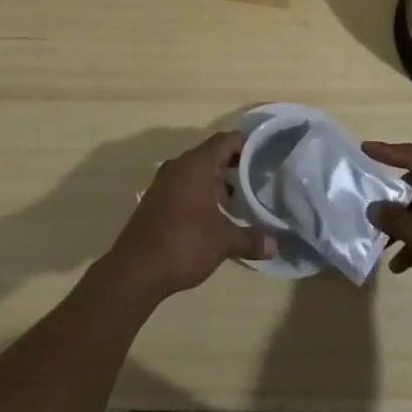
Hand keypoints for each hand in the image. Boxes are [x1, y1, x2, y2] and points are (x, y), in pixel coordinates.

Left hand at [101, 131, 273, 301]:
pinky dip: (200, 194)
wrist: (135, 270)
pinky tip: (213, 216)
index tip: (262, 151)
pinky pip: (183, 187)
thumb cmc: (184, 244)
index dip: (244, 143)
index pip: (224, 141)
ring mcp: (163, 183)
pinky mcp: (155, 201)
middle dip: (232, 165)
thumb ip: (251, 239)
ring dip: (215, 182)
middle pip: (209, 155)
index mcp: (195, 165)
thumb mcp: (223, 242)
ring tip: (238, 200)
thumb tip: (275, 245)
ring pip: (195, 172)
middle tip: (255, 178)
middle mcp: (178, 167)